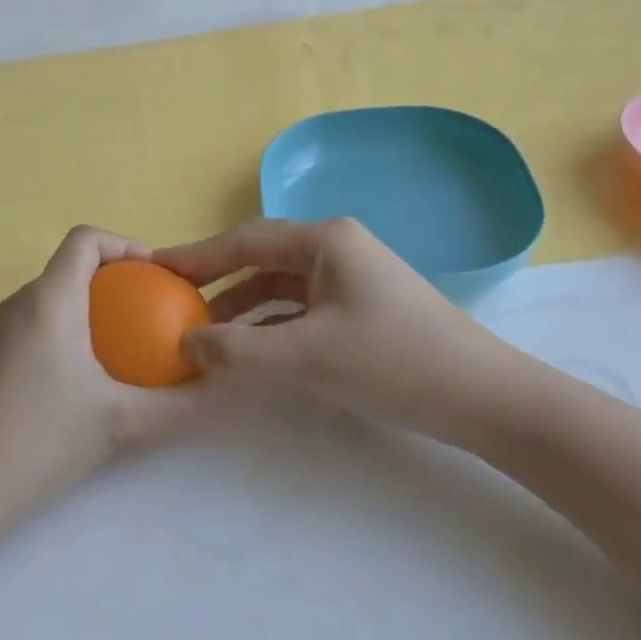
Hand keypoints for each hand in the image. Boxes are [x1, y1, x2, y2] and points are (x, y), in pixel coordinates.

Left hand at [0, 225, 202, 552]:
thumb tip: (222, 391)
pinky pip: (39, 323)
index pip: (85, 238)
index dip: (125, 244)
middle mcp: (21, 302)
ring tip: (128, 345)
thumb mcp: (119, 422)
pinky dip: (70, 330)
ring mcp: (0, 330)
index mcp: (50, 298)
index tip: (157, 277)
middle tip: (153, 313)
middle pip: (71, 265)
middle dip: (116, 279)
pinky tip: (89, 378)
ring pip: (54, 296)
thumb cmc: (40, 440)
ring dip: (93, 307)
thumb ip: (177, 406)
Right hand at [157, 218, 525, 447]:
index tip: (155, 268)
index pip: (244, 240)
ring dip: (242, 309)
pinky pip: (300, 308)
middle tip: (171, 302)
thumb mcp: (308, 358)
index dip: (197, 255)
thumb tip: (185, 344)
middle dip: (216, 281)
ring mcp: (350, 276)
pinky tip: (248, 350)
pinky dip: (270, 326)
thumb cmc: (395, 363)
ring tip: (202, 335)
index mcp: (324, 239)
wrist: (485, 399)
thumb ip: (239, 351)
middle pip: (260, 258)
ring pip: (279, 286)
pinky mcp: (360, 306)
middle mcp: (335, 247)